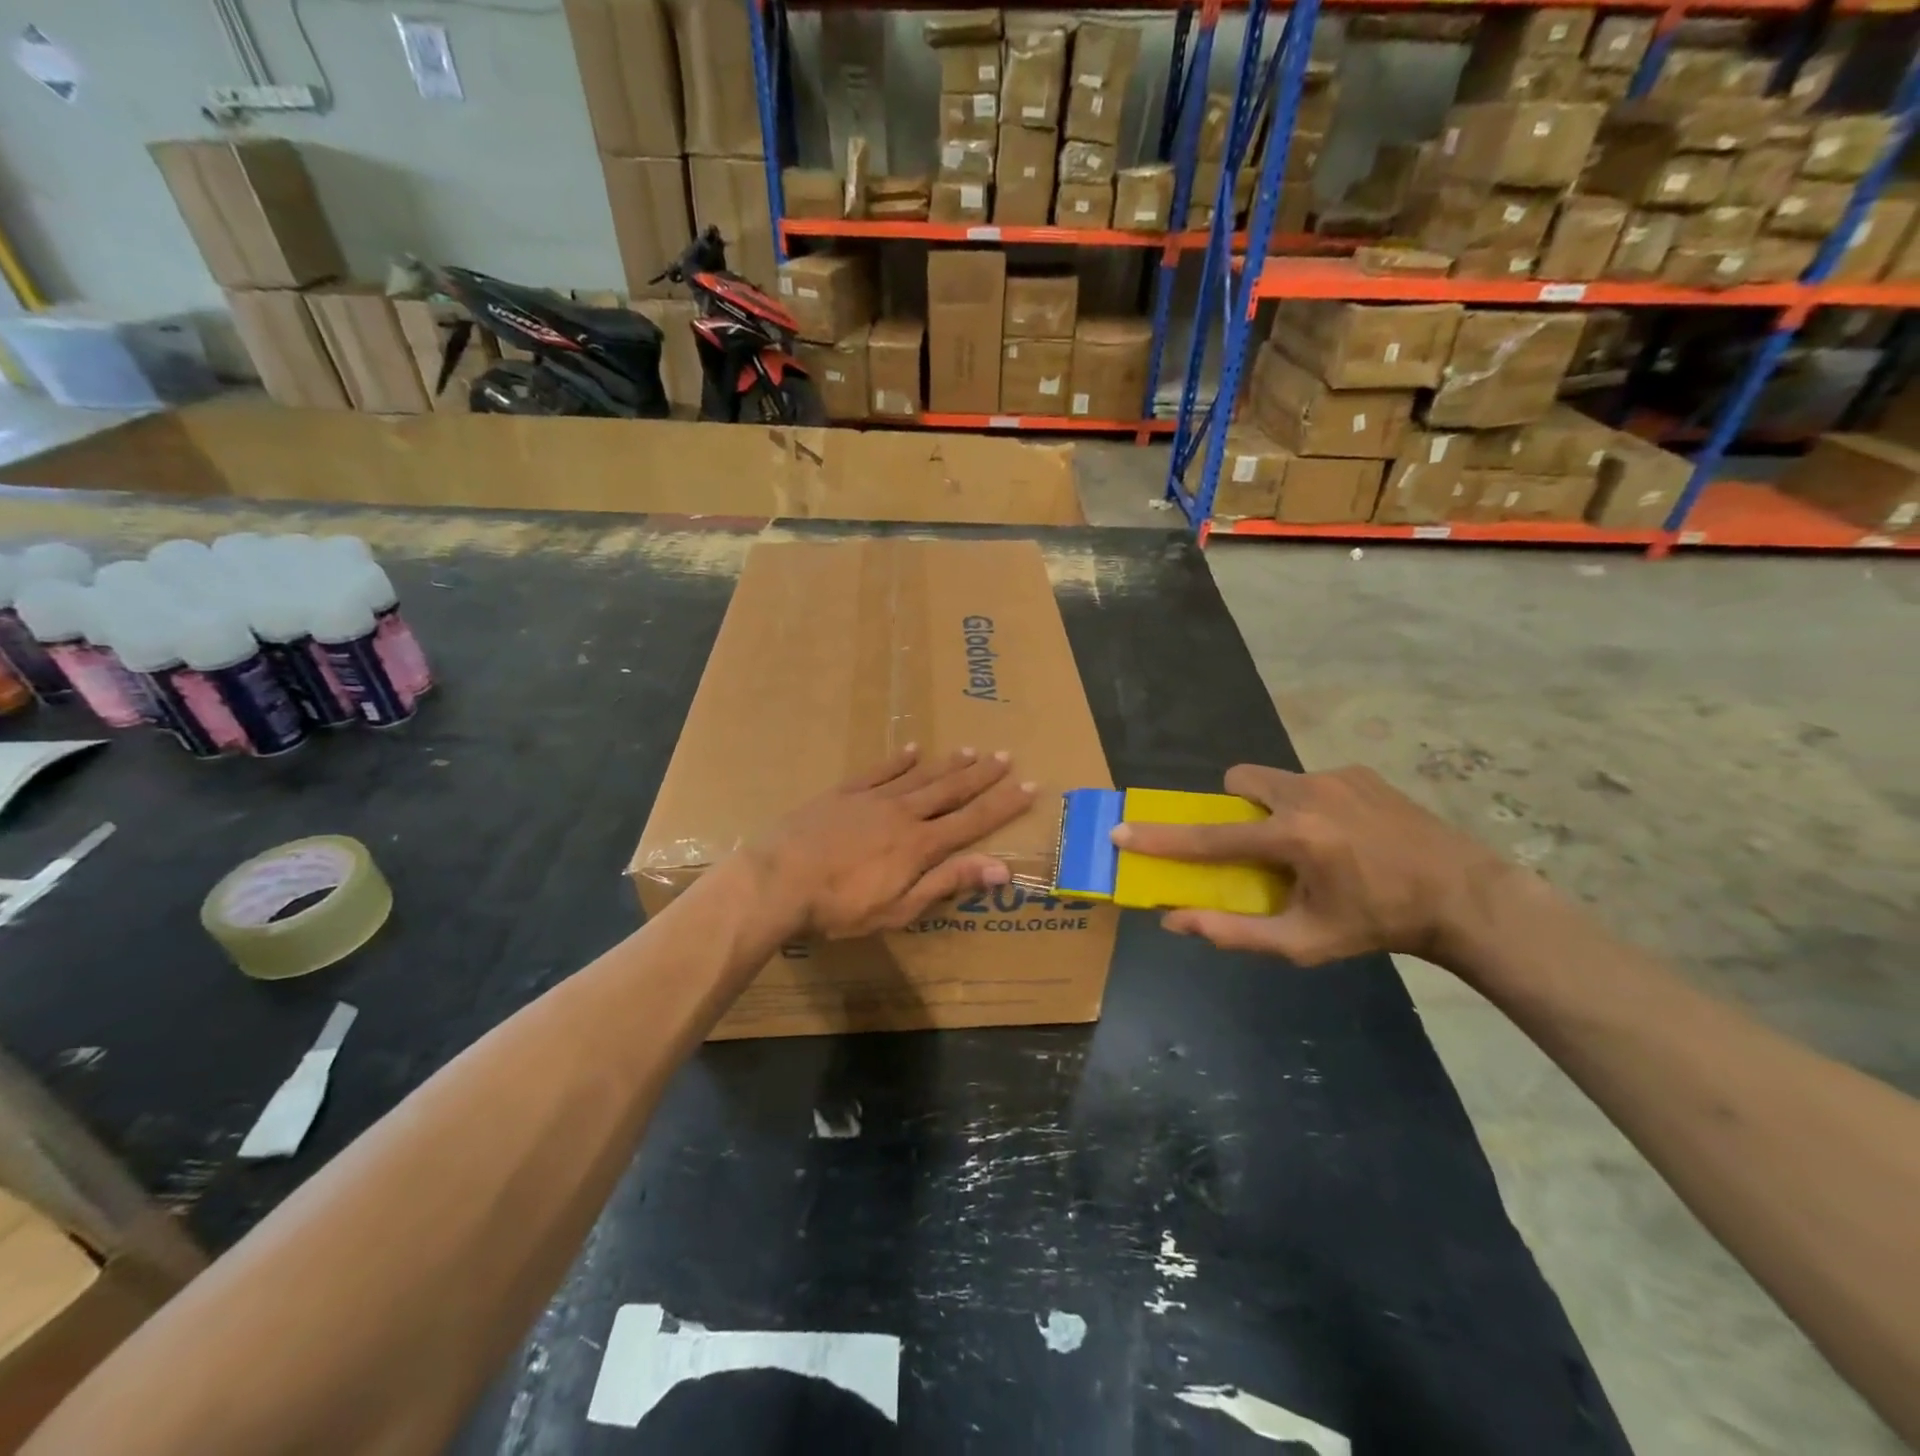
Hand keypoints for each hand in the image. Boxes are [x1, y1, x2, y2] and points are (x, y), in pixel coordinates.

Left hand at [751, 746, 1036, 938]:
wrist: (778, 879)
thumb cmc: (839, 906)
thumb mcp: (900, 907)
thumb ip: (948, 883)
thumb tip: (1000, 868)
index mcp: (920, 845)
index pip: (973, 821)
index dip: (1004, 805)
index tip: (1029, 786)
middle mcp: (903, 813)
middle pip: (951, 790)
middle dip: (982, 775)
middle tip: (1006, 756)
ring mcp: (872, 799)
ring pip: (920, 776)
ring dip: (948, 764)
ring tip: (972, 750)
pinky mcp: (843, 794)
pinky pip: (878, 771)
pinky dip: (898, 760)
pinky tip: (912, 749)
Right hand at [1112, 764, 1510, 965]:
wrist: (1464, 895)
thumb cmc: (1377, 925)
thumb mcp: (1304, 943)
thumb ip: (1234, 932)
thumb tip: (1175, 919)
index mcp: (1295, 838)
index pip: (1210, 837)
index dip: (1160, 838)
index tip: (1121, 831)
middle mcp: (1309, 794)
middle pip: (1238, 782)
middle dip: (1230, 808)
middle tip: (1253, 843)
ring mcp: (1336, 776)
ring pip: (1273, 778)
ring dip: (1269, 806)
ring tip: (1304, 843)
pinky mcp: (1359, 771)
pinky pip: (1309, 780)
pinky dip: (1306, 804)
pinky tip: (1342, 835)